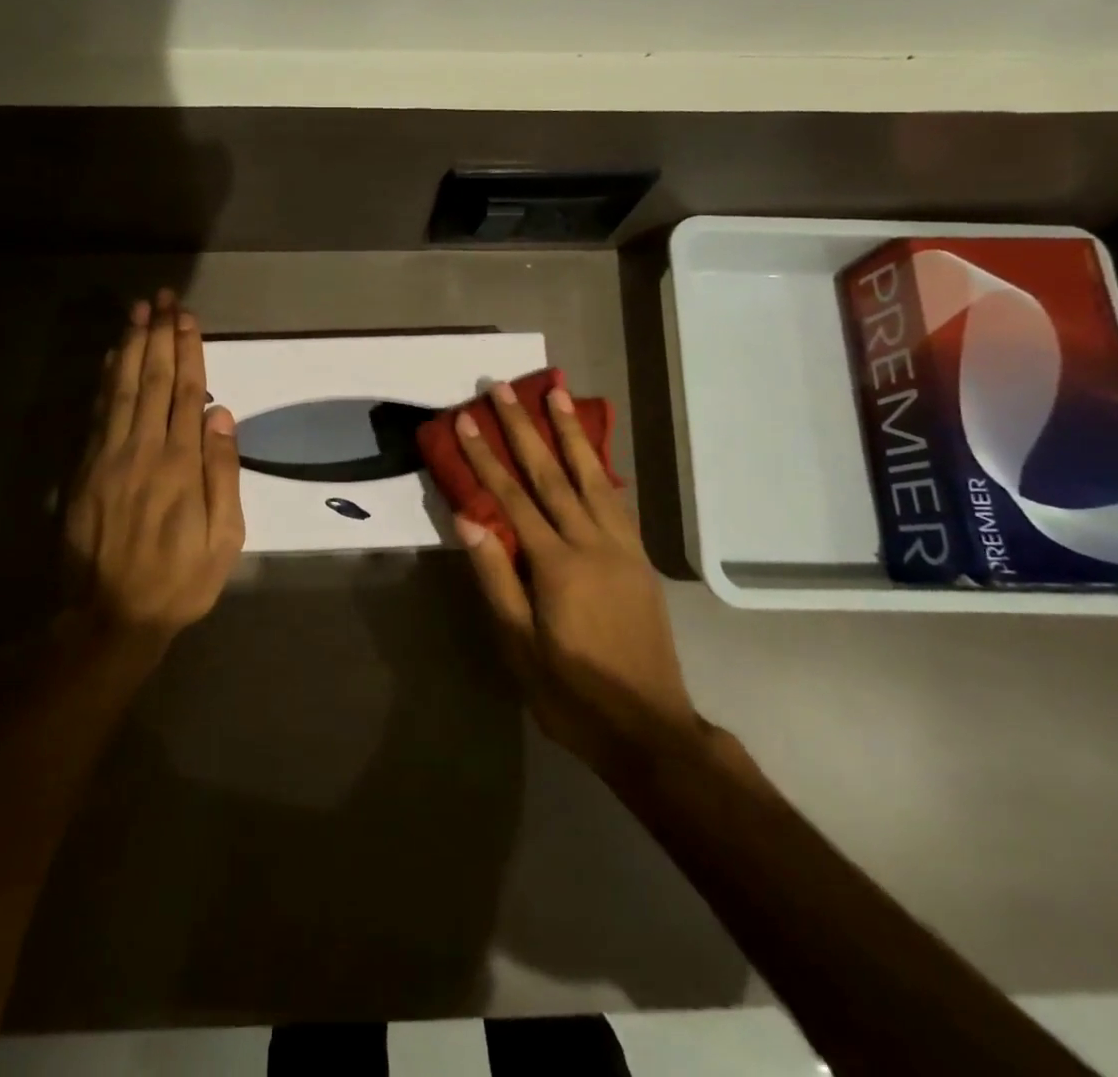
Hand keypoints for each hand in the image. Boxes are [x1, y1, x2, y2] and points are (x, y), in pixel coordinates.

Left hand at [63, 292, 244, 646]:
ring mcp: (108, 457)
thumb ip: (223, 475)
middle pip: (152, 381)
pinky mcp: (85, 469)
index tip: (188, 319)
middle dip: (159, 336)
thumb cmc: (179, 581)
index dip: (188, 353)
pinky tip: (112, 357)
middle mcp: (143, 450)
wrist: (110, 616)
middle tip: (162, 299)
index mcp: (180, 466)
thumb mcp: (223, 540)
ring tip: (137, 312)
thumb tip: (221, 417)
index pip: (186, 394)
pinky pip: (98, 413)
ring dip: (131, 347)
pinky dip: (106, 380)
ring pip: (122, 389)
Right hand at [453, 381, 697, 777]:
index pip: (512, 499)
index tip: (468, 420)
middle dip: (525, 428)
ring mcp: (622, 548)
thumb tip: (467, 517)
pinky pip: (616, 500)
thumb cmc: (572, 693)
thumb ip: (494, 576)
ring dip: (570, 434)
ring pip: (592, 477)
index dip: (487, 458)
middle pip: (552, 474)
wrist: (649, 729)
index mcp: (558, 565)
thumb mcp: (519, 645)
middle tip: (506, 388)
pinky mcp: (639, 558)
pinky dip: (599, 467)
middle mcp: (593, 544)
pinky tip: (590, 452)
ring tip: (556, 395)